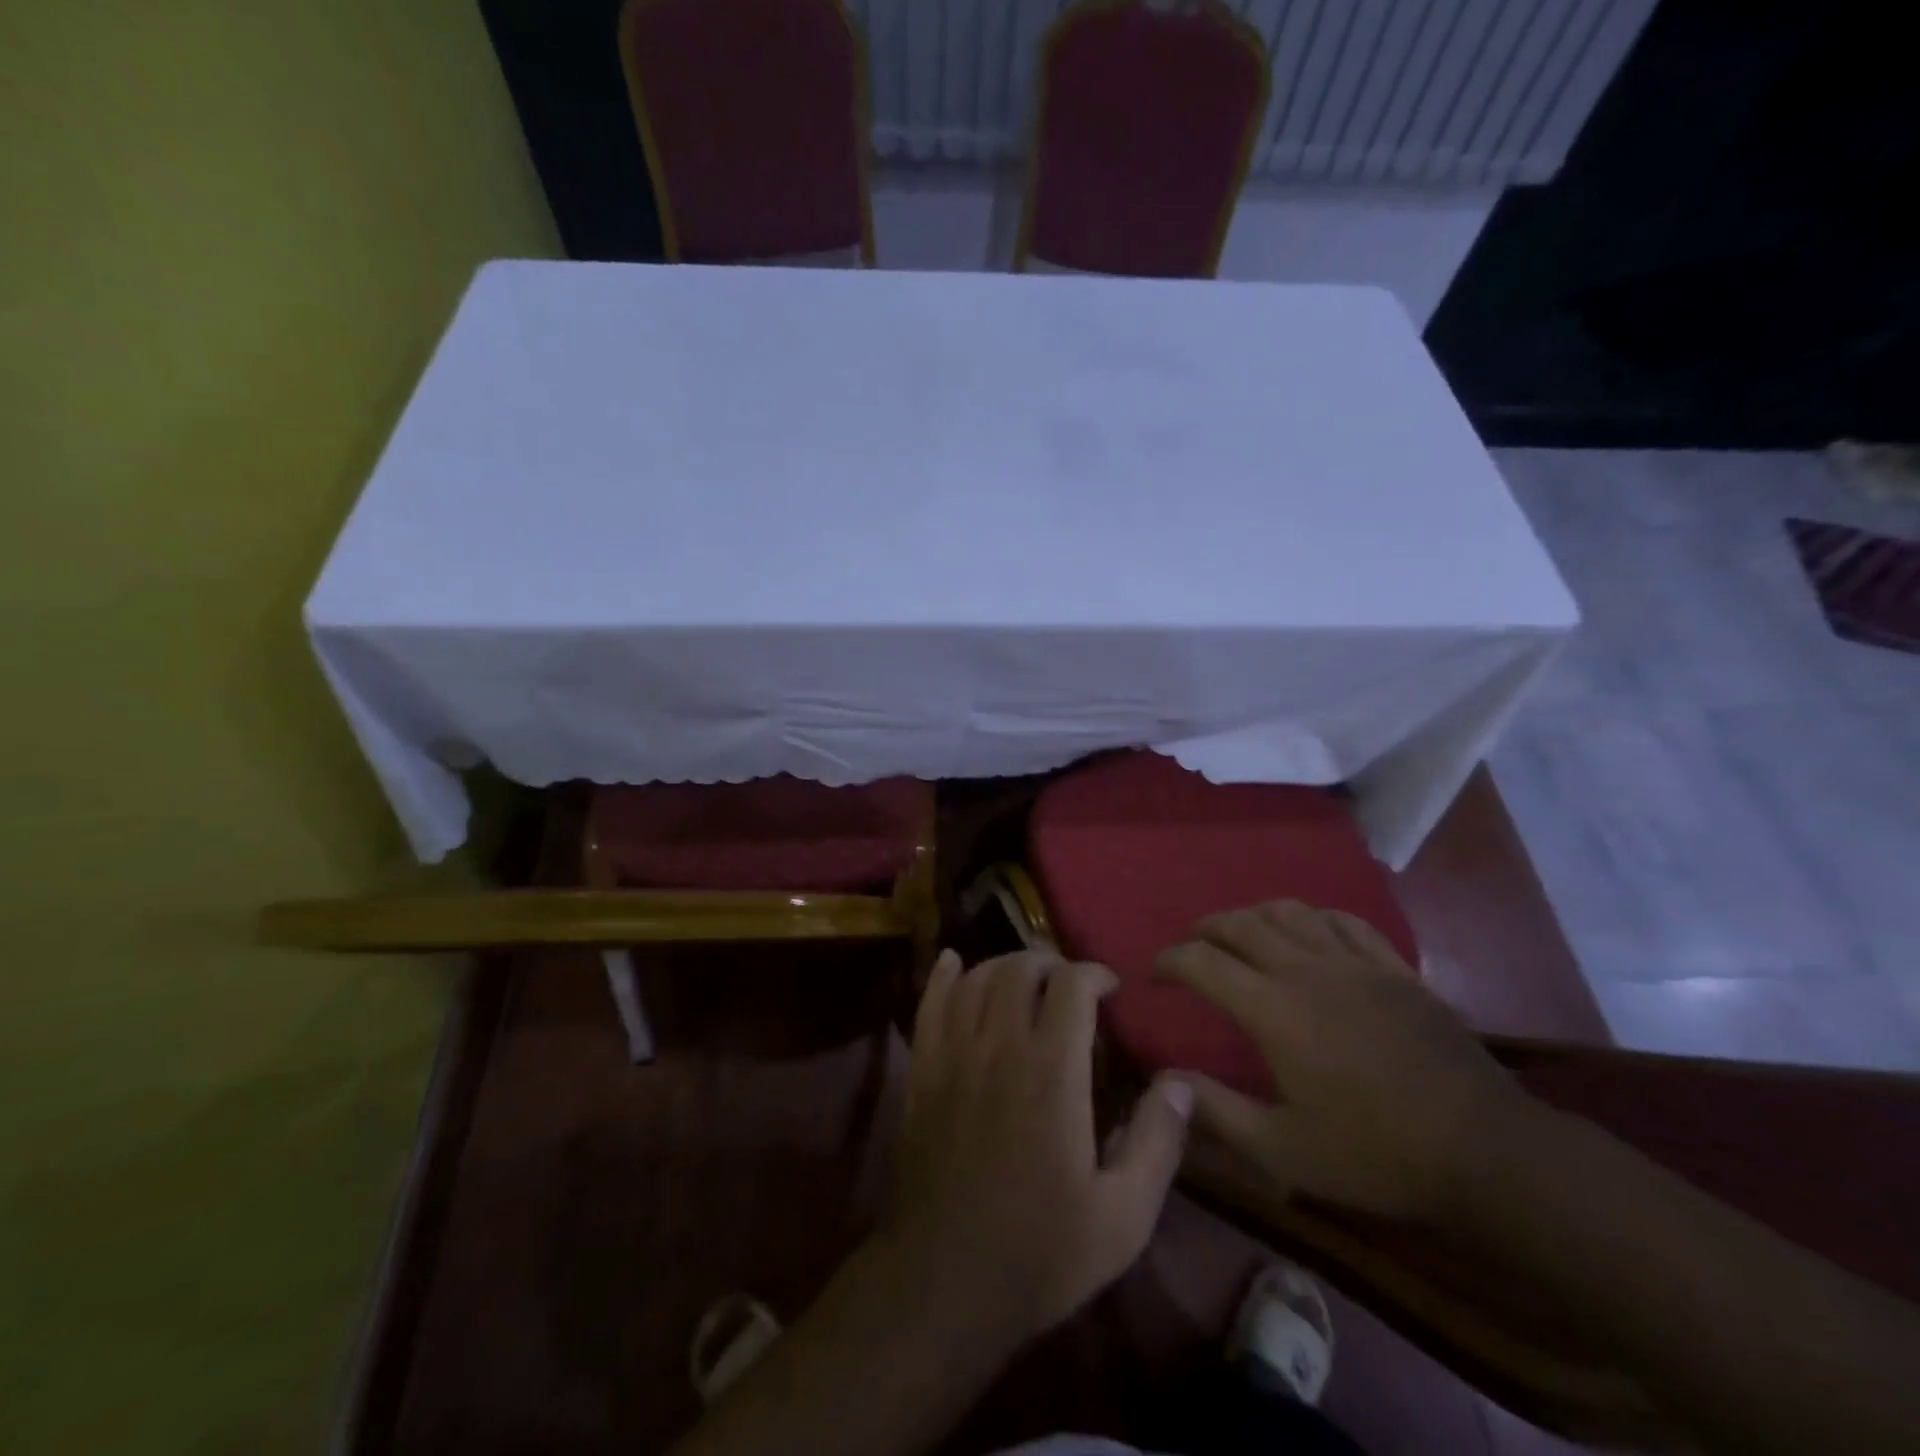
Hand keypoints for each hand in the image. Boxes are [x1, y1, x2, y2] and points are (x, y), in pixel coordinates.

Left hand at [890, 949, 1193, 1341]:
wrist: (945, 1281)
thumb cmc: (1041, 1251)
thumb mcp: (1123, 1217)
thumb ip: (1157, 1143)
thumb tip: (1182, 1085)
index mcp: (1052, 1074)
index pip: (1071, 987)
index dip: (1093, 973)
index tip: (1110, 987)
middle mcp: (1000, 1048)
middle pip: (1019, 970)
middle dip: (1049, 961)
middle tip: (1067, 981)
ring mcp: (954, 1056)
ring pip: (976, 979)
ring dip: (1003, 964)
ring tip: (1023, 976)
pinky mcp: (922, 1071)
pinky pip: (928, 1005)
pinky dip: (942, 976)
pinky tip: (953, 962)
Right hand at [1157, 901, 1529, 1224]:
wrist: (1485, 1151)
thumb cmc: (1375, 1154)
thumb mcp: (1283, 1150)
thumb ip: (1217, 1112)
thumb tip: (1166, 1082)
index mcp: (1272, 1009)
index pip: (1202, 961)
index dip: (1169, 960)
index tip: (1155, 974)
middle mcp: (1305, 970)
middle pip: (1240, 924)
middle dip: (1205, 929)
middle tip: (1192, 947)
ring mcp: (1353, 962)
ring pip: (1288, 911)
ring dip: (1253, 915)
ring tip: (1241, 934)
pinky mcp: (1393, 967)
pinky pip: (1342, 920)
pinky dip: (1311, 917)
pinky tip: (1309, 932)